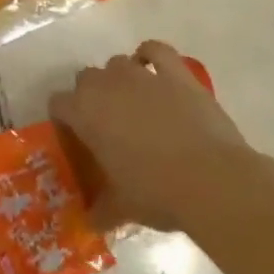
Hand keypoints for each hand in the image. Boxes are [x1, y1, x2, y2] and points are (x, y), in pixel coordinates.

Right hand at [49, 41, 258, 234]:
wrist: (214, 182)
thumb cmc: (157, 193)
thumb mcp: (122, 207)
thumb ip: (102, 209)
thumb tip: (91, 222)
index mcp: (83, 113)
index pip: (58, 103)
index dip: (65, 118)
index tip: (76, 136)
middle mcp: (105, 86)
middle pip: (86, 79)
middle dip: (91, 96)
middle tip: (106, 124)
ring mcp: (142, 75)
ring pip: (117, 64)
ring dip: (119, 79)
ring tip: (133, 102)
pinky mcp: (176, 74)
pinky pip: (156, 51)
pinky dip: (151, 55)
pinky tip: (153, 68)